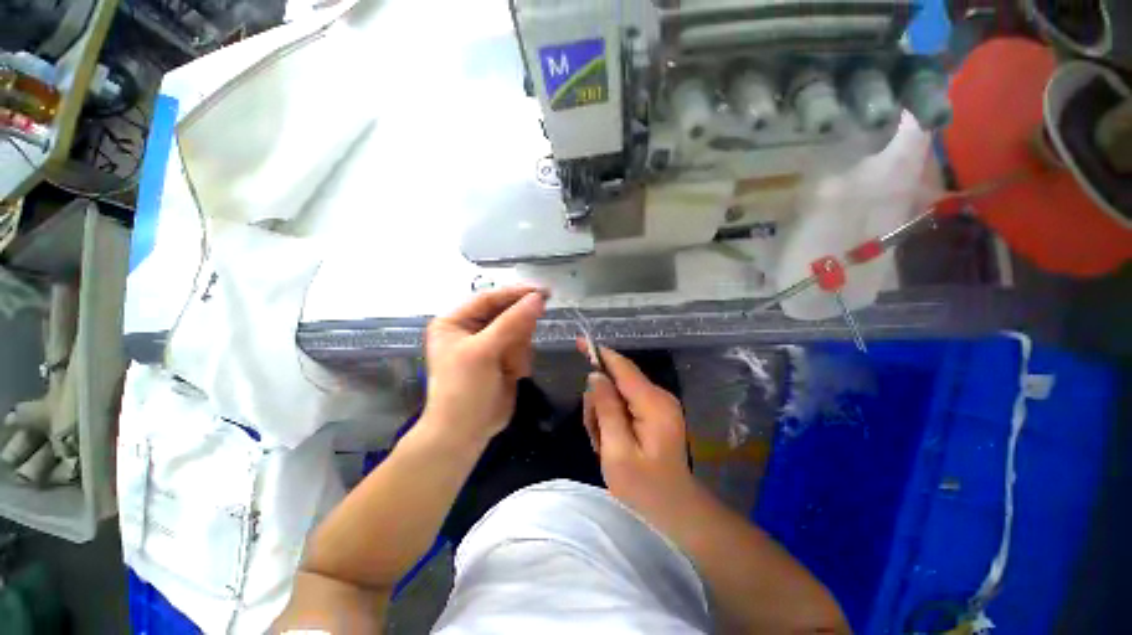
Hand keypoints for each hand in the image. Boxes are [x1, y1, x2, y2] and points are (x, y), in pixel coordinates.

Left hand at [423, 286, 546, 443]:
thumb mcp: (483, 351)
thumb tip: (538, 298)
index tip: (543, 291)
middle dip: (517, 330)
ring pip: (518, 331)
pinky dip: (520, 360)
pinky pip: (522, 347)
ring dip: (518, 349)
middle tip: (523, 341)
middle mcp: (471, 329)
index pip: (489, 298)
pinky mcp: (503, 358)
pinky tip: (512, 374)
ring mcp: (489, 344)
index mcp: (455, 321)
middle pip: (507, 314)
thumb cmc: (464, 388)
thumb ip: (512, 322)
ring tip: (508, 368)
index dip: (515, 293)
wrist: (465, 433)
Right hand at [581, 342, 701, 523]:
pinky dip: (612, 420)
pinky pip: (624, 405)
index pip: (623, 368)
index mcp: (653, 404)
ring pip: (618, 394)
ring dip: (604, 414)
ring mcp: (658, 406)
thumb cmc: (644, 489)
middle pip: (617, 381)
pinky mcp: (654, 414)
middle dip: (599, 402)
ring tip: (604, 444)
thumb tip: (596, 376)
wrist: (676, 512)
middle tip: (596, 434)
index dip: (600, 354)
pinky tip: (611, 442)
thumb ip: (606, 409)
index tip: (580, 343)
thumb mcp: (617, 451)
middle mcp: (659, 397)